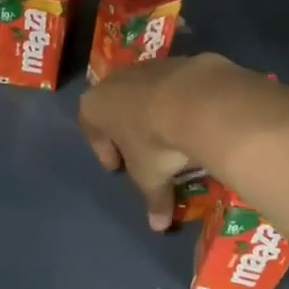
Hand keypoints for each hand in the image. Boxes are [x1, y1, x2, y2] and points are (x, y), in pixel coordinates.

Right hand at [78, 54, 230, 230]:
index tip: (117, 167)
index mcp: (95, 106)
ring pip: (145, 93)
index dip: (103, 150)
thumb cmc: (155, 141)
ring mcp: (147, 66)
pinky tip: (195, 119)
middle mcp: (115, 80)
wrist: (198, 100)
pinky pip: (174, 85)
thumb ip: (153, 200)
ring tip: (172, 136)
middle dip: (127, 129)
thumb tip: (158, 227)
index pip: (90, 128)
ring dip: (154, 113)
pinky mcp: (178, 60)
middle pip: (116, 107)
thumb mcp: (151, 177)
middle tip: (141, 151)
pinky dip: (180, 101)